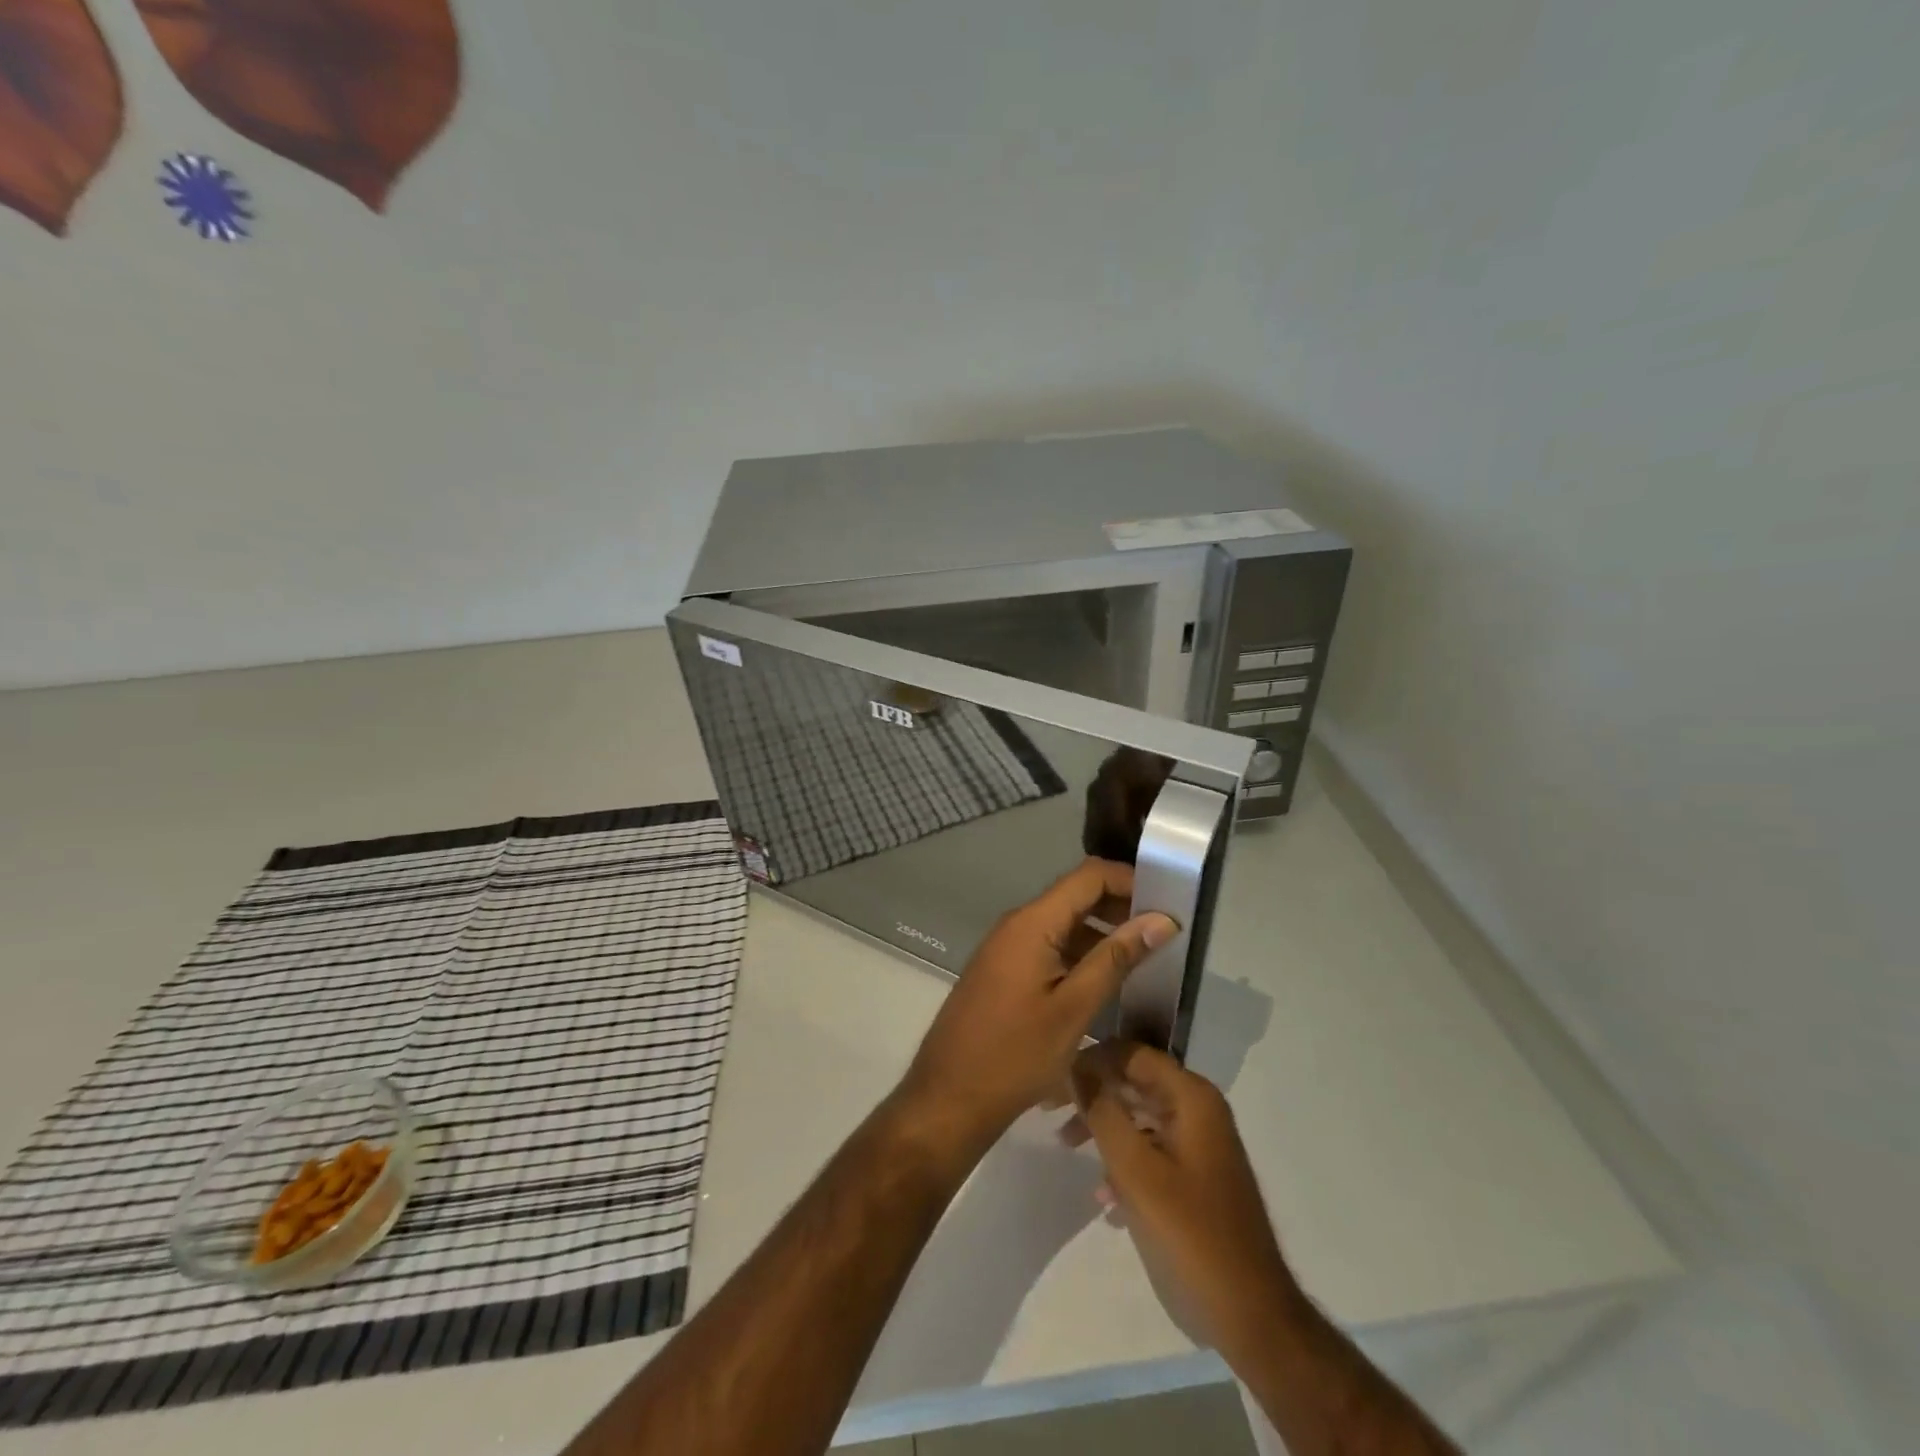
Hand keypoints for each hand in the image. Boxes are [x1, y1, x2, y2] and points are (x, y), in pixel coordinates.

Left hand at [896, 860, 1175, 1156]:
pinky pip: (1050, 945)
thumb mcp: (1074, 1008)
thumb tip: (1162, 919)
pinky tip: (1108, 978)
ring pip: (1064, 923)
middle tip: (1166, 932)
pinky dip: (1082, 952)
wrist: (949, 1097)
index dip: (1131, 879)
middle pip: (1076, 895)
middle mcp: (1017, 923)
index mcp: (1032, 922)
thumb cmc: (1015, 1055)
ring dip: (1104, 932)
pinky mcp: (1005, 970)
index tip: (1170, 901)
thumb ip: (1116, 958)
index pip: (1089, 876)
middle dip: (1122, 906)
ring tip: (1148, 956)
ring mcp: (1008, 947)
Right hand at [1068, 1041, 1299, 1362]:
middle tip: (1050, 1107)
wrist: (1251, 1314)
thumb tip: (1074, 1067)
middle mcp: (1198, 1108)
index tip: (1053, 1079)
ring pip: (1139, 1114)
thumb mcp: (1136, 1171)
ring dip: (1103, 1126)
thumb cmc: (1191, 1234)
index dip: (1090, 1059)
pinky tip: (1105, 1197)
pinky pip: (1150, 1147)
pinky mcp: (1195, 1174)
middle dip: (1092, 1092)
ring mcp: (1198, 1142)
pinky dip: (1124, 1160)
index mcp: (1192, 1097)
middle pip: (1134, 1080)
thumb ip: (1102, 1112)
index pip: (1131, 1053)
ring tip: (1067, 1146)